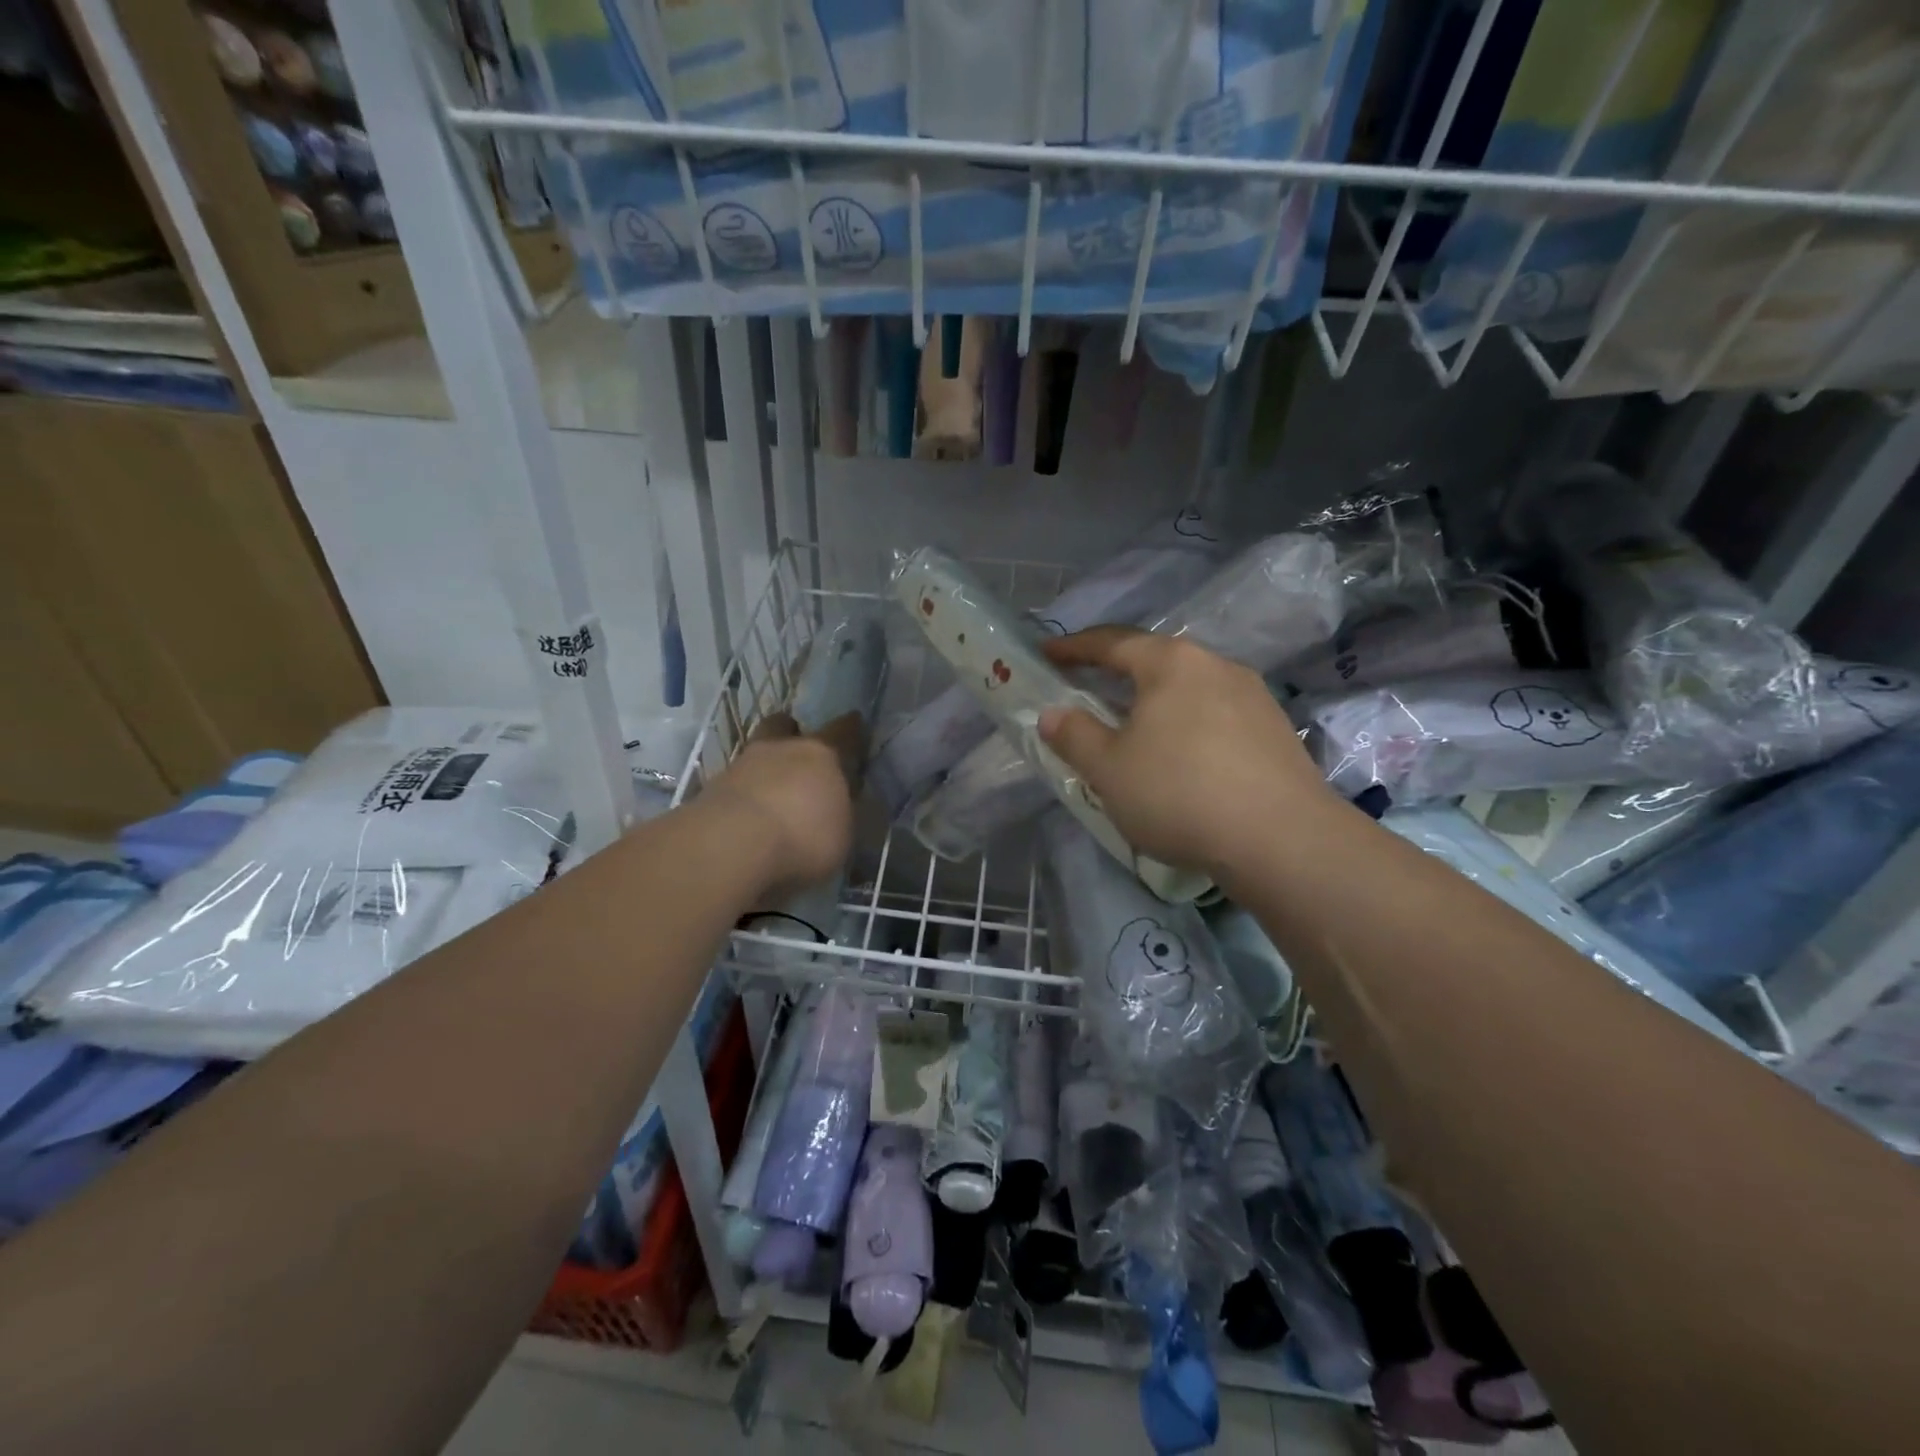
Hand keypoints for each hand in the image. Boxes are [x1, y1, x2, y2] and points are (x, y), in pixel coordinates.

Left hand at [699, 712, 856, 897]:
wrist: (731, 846)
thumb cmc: (803, 837)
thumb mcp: (842, 835)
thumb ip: (841, 814)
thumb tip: (839, 808)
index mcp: (821, 755)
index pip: (842, 732)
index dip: (850, 728)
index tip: (854, 722)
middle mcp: (780, 750)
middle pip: (783, 726)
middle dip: (790, 733)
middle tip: (796, 751)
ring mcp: (740, 766)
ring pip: (755, 754)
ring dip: (763, 768)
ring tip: (769, 793)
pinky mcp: (710, 790)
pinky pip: (734, 785)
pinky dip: (742, 796)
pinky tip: (746, 818)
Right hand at [1037, 627, 1335, 876]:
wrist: (1282, 839)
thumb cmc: (1179, 792)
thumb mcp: (1108, 768)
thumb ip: (1074, 735)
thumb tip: (1052, 714)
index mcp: (1171, 663)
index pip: (1112, 642)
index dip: (1073, 647)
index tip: (1045, 653)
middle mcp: (1216, 665)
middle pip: (1155, 661)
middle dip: (1117, 673)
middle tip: (1087, 689)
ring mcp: (1252, 696)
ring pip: (1189, 689)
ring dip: (1155, 702)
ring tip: (1135, 728)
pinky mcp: (1275, 730)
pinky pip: (1215, 715)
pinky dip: (1187, 724)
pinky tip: (1182, 757)